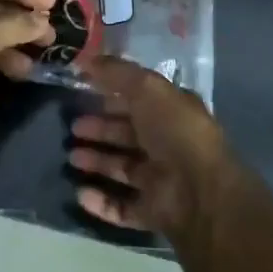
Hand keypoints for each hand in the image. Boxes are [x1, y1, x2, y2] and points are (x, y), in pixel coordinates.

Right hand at [65, 56, 246, 239]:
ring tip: (72, 157)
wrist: (200, 190)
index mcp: (173, 112)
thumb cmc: (175, 131)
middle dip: (100, 129)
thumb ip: (117, 73)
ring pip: (123, 168)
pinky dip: (101, 201)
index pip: (139, 101)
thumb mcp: (147, 88)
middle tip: (73, 127)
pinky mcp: (153, 211)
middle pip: (128, 135)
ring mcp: (162, 180)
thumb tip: (86, 60)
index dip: (113, 96)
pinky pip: (122, 206)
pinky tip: (80, 193)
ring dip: (97, 162)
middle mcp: (169, 144)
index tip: (84, 92)